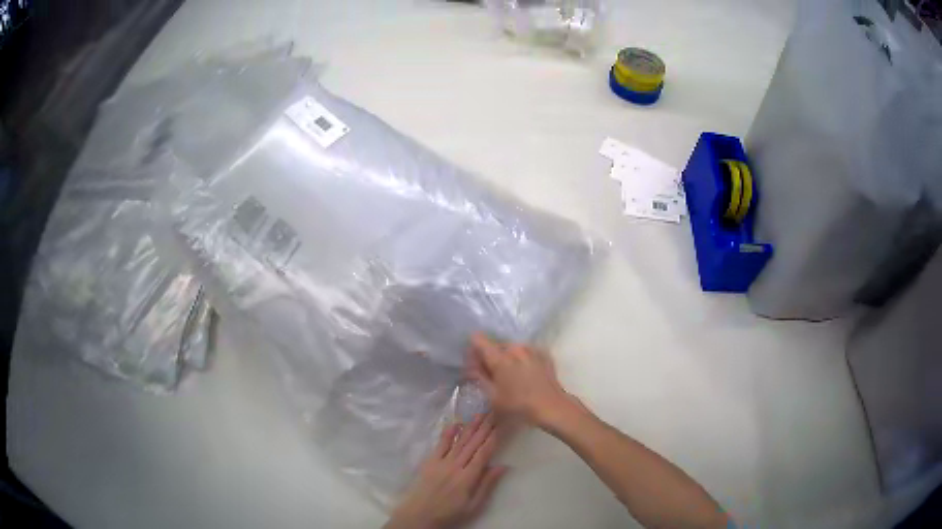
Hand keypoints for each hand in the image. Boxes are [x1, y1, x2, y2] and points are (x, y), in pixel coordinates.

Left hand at [385, 414, 506, 528]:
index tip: (500, 426)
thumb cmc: (450, 512)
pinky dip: (448, 434)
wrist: (420, 515)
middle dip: (484, 428)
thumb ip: (487, 485)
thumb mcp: (474, 505)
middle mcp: (455, 466)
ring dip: (470, 427)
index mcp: (468, 477)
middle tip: (493, 413)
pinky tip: (456, 424)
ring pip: (459, 442)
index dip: (492, 439)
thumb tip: (503, 466)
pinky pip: (440, 445)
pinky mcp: (430, 462)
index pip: (483, 453)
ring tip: (479, 414)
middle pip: (472, 444)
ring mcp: (441, 462)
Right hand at [468, 333, 582, 428]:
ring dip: (507, 358)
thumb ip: (479, 377)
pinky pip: (526, 352)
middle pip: (495, 345)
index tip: (474, 362)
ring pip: (512, 348)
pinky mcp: (543, 354)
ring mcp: (531, 349)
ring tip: (510, 376)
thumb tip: (471, 366)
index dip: (473, 349)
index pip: (478, 339)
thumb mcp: (493, 396)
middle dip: (491, 357)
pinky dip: (522, 359)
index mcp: (500, 357)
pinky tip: (525, 374)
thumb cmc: (519, 405)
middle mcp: (515, 348)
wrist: (552, 407)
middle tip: (492, 375)